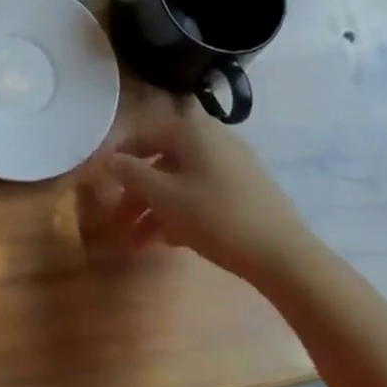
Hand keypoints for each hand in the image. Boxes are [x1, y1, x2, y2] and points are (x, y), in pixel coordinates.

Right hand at [81, 106, 316, 281]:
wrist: (285, 256)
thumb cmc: (217, 216)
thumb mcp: (165, 197)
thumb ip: (132, 174)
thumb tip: (109, 159)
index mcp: (191, 130)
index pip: (143, 133)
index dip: (118, 157)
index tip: (100, 182)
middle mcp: (210, 138)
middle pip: (161, 159)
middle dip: (136, 191)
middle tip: (116, 218)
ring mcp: (231, 165)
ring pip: (180, 180)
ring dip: (154, 207)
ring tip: (135, 240)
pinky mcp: (244, 191)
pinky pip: (200, 193)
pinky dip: (179, 212)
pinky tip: (166, 242)